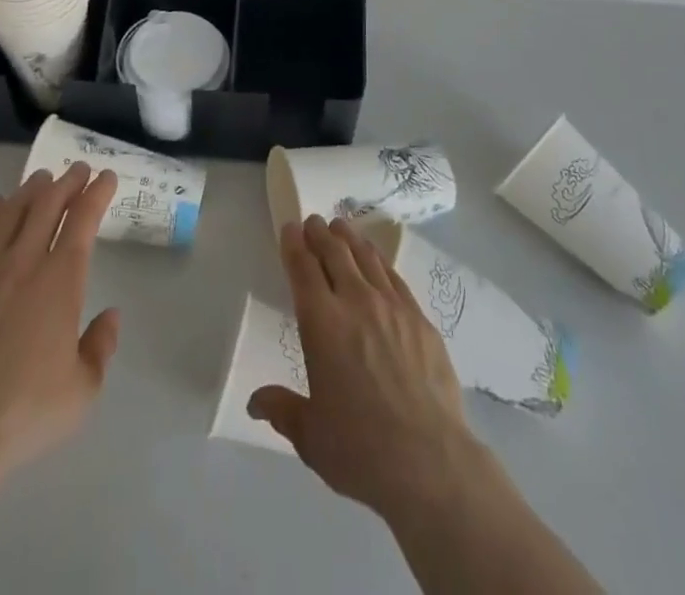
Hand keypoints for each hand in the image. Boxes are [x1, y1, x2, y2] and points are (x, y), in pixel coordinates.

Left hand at [0, 160, 121, 479]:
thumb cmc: (25, 412)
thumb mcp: (82, 390)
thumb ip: (101, 347)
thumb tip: (111, 315)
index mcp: (60, 280)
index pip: (83, 220)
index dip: (97, 193)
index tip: (106, 177)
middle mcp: (23, 263)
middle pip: (47, 205)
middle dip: (67, 182)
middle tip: (77, 169)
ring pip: (9, 213)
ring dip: (29, 191)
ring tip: (40, 179)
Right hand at [248, 215, 487, 518]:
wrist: (429, 461)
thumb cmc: (360, 449)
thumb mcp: (310, 436)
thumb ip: (282, 410)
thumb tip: (255, 402)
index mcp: (321, 323)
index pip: (302, 268)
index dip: (293, 244)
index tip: (289, 228)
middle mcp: (355, 302)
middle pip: (334, 253)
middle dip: (320, 233)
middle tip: (313, 222)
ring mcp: (392, 306)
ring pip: (366, 257)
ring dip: (349, 238)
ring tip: (341, 227)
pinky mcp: (419, 318)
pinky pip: (394, 276)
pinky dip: (379, 260)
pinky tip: (376, 260)